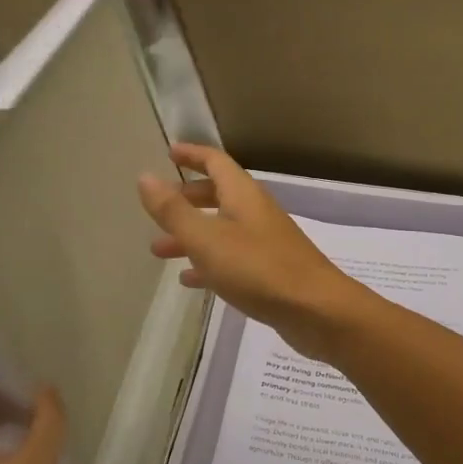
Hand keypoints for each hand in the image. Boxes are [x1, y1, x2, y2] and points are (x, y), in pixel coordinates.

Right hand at [137, 144, 364, 361]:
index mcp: (242, 195)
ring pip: (221, 229)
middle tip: (159, 208)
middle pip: (219, 194)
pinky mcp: (269, 271)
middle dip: (187, 198)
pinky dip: (208, 263)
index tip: (169, 153)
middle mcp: (255, 212)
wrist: (316, 310)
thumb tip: (145, 176)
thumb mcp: (207, 239)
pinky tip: (189, 280)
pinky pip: (231, 258)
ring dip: (191, 235)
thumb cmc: (258, 268)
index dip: (192, 154)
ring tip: (158, 250)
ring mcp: (265, 242)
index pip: (216, 162)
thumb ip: (174, 210)